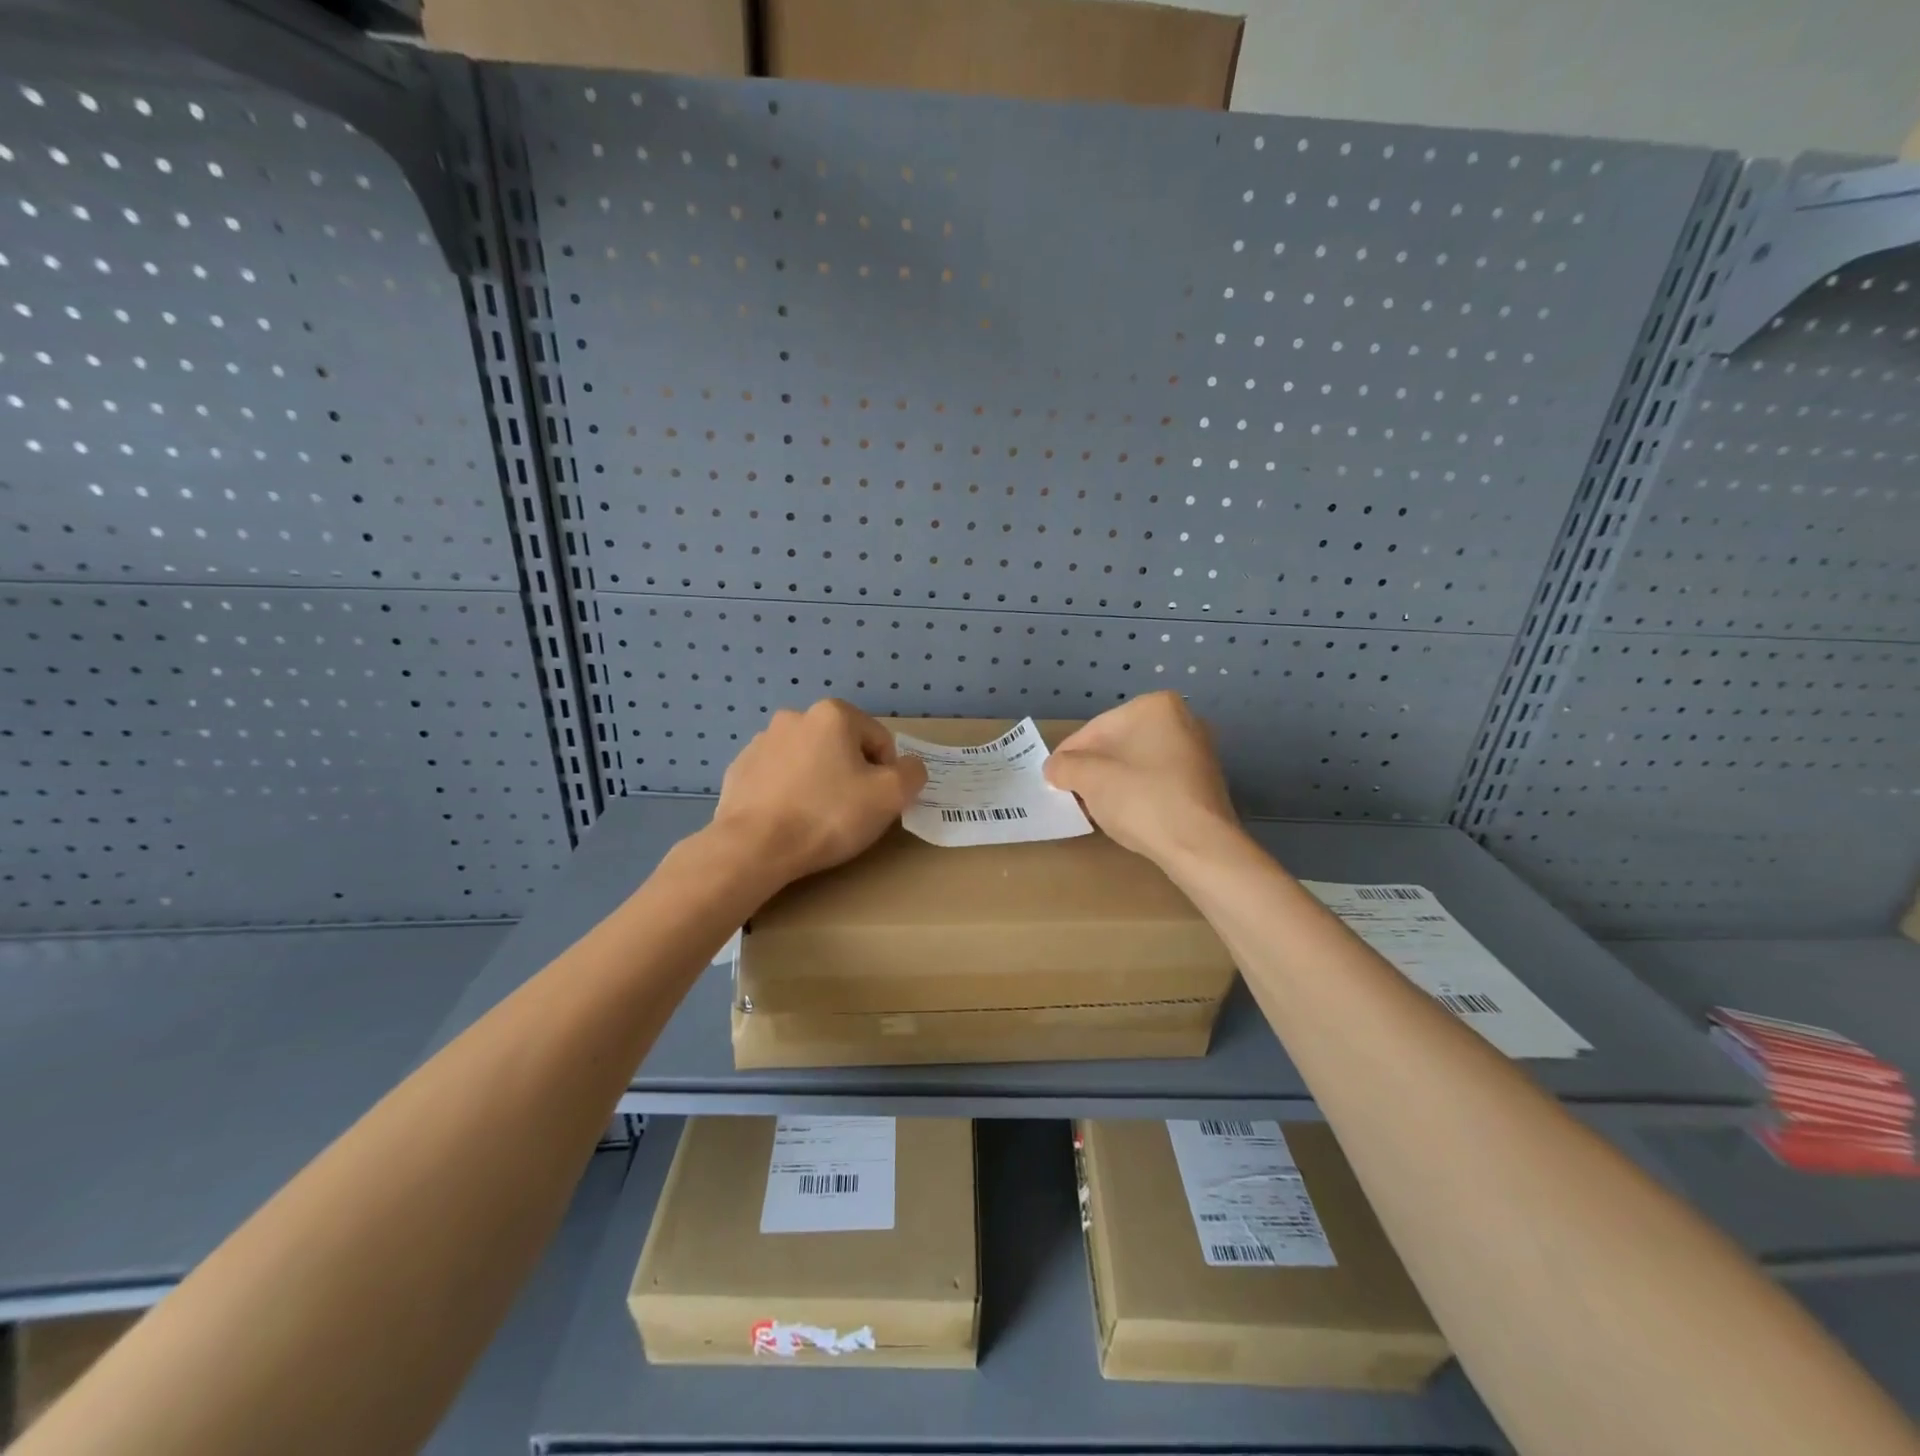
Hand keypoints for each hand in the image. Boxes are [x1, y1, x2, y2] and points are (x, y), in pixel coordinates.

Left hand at [711, 699, 927, 886]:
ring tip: (817, 818)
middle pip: (843, 747)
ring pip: (809, 761)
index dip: (888, 774)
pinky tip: (789, 820)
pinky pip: (779, 777)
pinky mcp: (739, 769)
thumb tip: (908, 768)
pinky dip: (789, 793)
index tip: (876, 803)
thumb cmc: (828, 815)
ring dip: (819, 781)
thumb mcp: (891, 795)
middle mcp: (795, 716)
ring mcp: (761, 742)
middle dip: (851, 775)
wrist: (753, 847)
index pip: (880, 741)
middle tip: (850, 812)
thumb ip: (912, 773)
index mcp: (833, 714)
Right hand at [1043, 692, 1237, 861]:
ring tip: (1097, 808)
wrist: (1199, 844)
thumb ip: (1064, 766)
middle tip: (1073, 794)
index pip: (1094, 730)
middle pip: (1118, 744)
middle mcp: (1182, 719)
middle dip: (1093, 769)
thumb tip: (1054, 768)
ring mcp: (1198, 750)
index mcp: (1154, 706)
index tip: (1053, 779)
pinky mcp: (1205, 781)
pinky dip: (1139, 793)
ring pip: (1138, 763)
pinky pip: (1159, 780)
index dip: (1068, 756)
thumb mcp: (1089, 778)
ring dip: (1114, 782)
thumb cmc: (1140, 799)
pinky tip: (1128, 815)